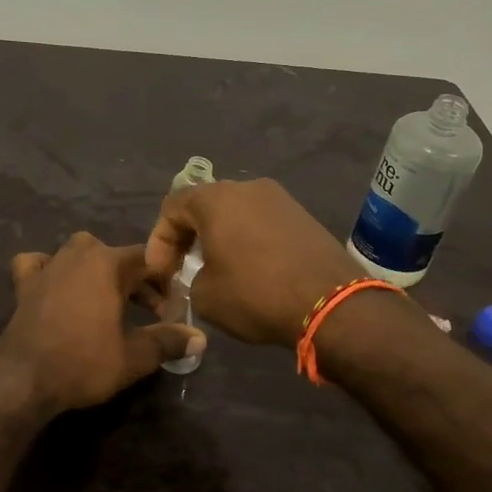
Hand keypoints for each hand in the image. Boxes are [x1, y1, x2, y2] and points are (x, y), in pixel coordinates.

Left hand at [0, 232, 205, 415]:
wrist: (24, 379)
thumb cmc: (84, 363)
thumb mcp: (135, 356)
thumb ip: (168, 341)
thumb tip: (201, 339)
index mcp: (108, 263)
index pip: (148, 259)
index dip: (166, 280)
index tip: (174, 306)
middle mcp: (78, 255)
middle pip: (116, 256)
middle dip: (135, 279)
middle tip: (149, 311)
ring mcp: (48, 266)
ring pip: (79, 253)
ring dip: (97, 270)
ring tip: (108, 298)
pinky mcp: (24, 283)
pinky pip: (39, 263)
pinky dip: (49, 269)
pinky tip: (55, 284)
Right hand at [146, 179, 359, 346]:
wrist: (332, 304)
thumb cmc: (256, 294)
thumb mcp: (204, 296)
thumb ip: (190, 278)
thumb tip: (201, 276)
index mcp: (216, 198)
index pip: (172, 207)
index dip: (159, 241)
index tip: (161, 273)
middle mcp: (247, 188)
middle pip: (204, 206)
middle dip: (187, 237)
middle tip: (182, 269)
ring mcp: (280, 199)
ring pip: (235, 213)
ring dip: (219, 238)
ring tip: (216, 270)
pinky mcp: (303, 216)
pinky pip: (261, 223)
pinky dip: (247, 241)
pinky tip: (249, 270)